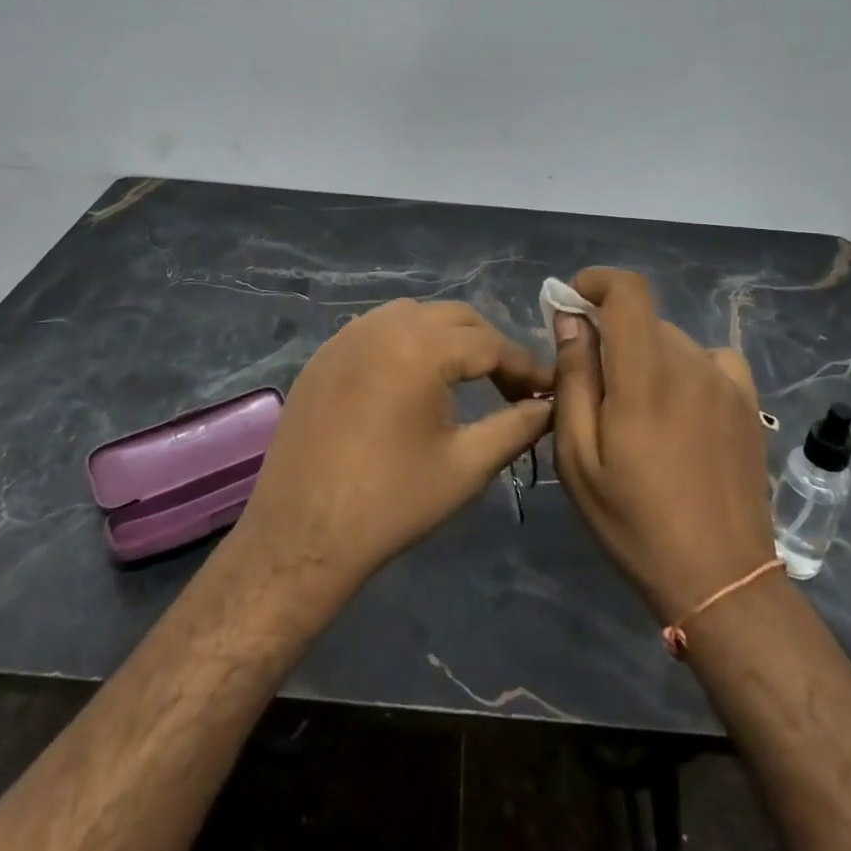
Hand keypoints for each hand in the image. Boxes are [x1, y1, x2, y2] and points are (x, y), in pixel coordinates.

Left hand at [228, 299, 553, 597]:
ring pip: (414, 315)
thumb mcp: (466, 466)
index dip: (525, 366)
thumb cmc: (390, 503)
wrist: (300, 535)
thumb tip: (550, 406)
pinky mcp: (324, 354)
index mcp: (421, 347)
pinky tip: (413, 379)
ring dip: (447, 337)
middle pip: (455, 318)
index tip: (548, 391)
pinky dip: (407, 341)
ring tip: (466, 377)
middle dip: (489, 346)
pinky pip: (377, 329)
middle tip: (511, 386)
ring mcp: (347, 335)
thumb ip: (516, 427)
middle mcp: (383, 325)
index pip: (490, 343)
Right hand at [553, 268, 776, 622]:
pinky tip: (680, 407)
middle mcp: (690, 364)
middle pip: (643, 321)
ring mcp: (726, 382)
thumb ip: (574, 379)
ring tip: (635, 413)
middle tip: (591, 384)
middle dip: (610, 334)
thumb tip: (570, 321)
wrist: (720, 577)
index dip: (597, 281)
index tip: (571, 301)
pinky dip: (685, 367)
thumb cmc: (635, 521)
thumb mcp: (579, 458)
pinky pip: (709, 360)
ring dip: (644, 356)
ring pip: (672, 342)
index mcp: (645, 376)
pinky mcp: (748, 403)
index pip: (628, 292)